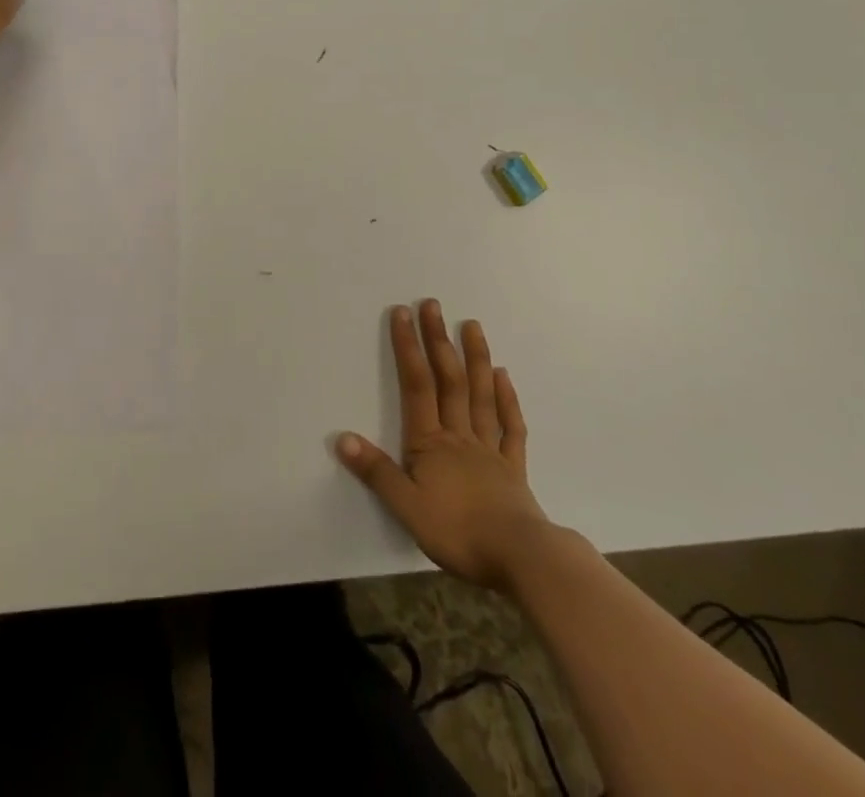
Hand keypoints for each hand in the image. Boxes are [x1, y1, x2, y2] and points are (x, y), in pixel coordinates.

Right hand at [338, 300, 551, 591]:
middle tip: (433, 304)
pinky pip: (510, 427)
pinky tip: (504, 377)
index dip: (408, 348)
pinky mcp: (513, 469)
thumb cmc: (459, 532)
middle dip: (439, 340)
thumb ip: (376, 472)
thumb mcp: (407, 508)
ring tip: (472, 325)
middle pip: (449, 380)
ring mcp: (489, 449)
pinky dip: (507, 399)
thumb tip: (342, 438)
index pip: (416, 385)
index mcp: (431, 443)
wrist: (521, 559)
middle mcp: (460, 436)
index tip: (403, 313)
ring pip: (481, 395)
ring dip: (476, 358)